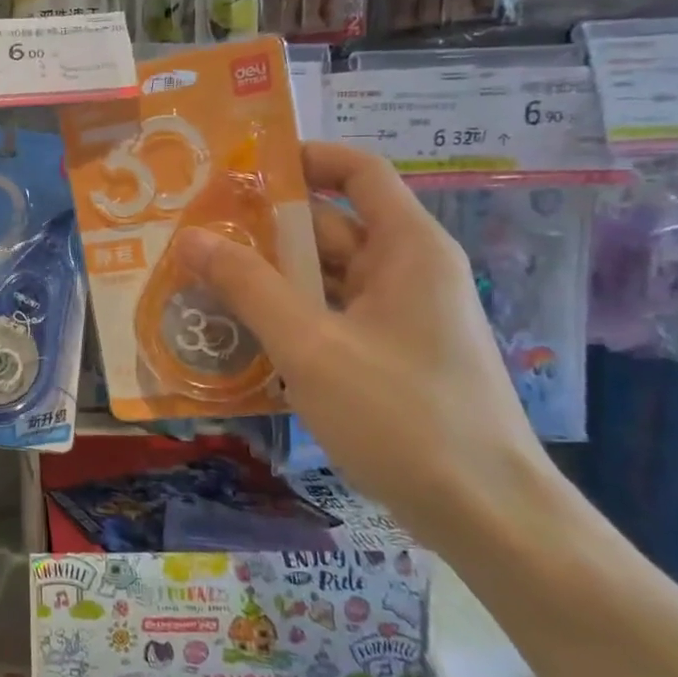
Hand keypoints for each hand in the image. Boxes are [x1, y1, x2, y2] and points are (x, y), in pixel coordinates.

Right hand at [176, 142, 556, 550]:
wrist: (486, 517)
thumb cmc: (402, 416)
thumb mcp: (311, 346)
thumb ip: (248, 287)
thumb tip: (191, 238)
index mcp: (407, 248)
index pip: (358, 172)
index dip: (304, 159)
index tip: (241, 170)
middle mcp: (407, 272)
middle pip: (330, 227)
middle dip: (264, 228)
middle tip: (194, 232)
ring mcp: (400, 318)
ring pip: (325, 278)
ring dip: (268, 278)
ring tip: (200, 279)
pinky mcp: (389, 357)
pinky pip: (330, 317)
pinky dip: (288, 316)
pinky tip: (238, 332)